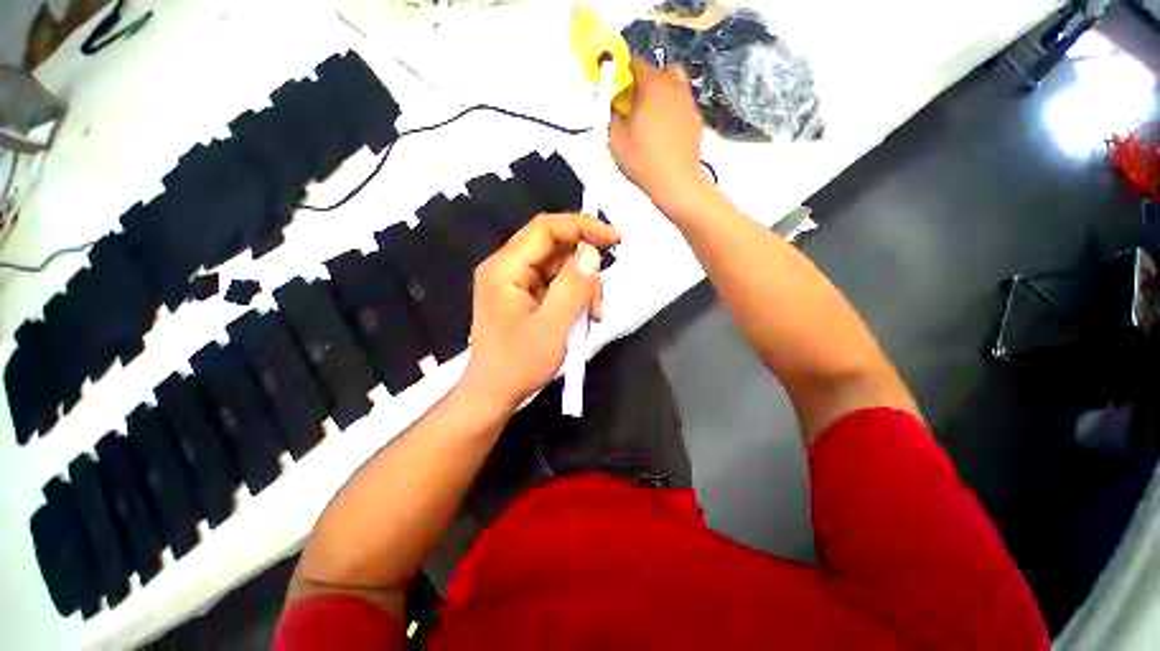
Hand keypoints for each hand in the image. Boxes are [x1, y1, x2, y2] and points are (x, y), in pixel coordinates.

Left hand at [461, 213, 619, 409]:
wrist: (493, 394)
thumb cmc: (518, 365)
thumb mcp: (552, 327)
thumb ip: (573, 287)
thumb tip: (591, 253)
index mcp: (505, 268)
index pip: (545, 228)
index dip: (582, 226)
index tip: (614, 239)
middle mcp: (506, 267)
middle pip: (554, 247)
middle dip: (583, 270)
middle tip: (597, 302)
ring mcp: (514, 282)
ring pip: (559, 266)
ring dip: (581, 287)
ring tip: (590, 316)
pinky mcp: (523, 295)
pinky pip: (555, 283)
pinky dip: (573, 296)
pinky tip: (580, 317)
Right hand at [610, 57, 708, 215]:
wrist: (676, 182)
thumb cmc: (643, 160)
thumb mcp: (616, 138)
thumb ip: (611, 114)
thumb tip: (611, 101)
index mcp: (651, 85)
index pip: (634, 62)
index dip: (621, 70)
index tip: (613, 85)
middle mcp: (673, 86)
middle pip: (657, 69)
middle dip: (643, 79)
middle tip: (632, 101)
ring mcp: (688, 102)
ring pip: (674, 83)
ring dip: (661, 90)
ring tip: (650, 114)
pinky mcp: (696, 119)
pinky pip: (682, 104)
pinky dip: (672, 108)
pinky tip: (665, 130)